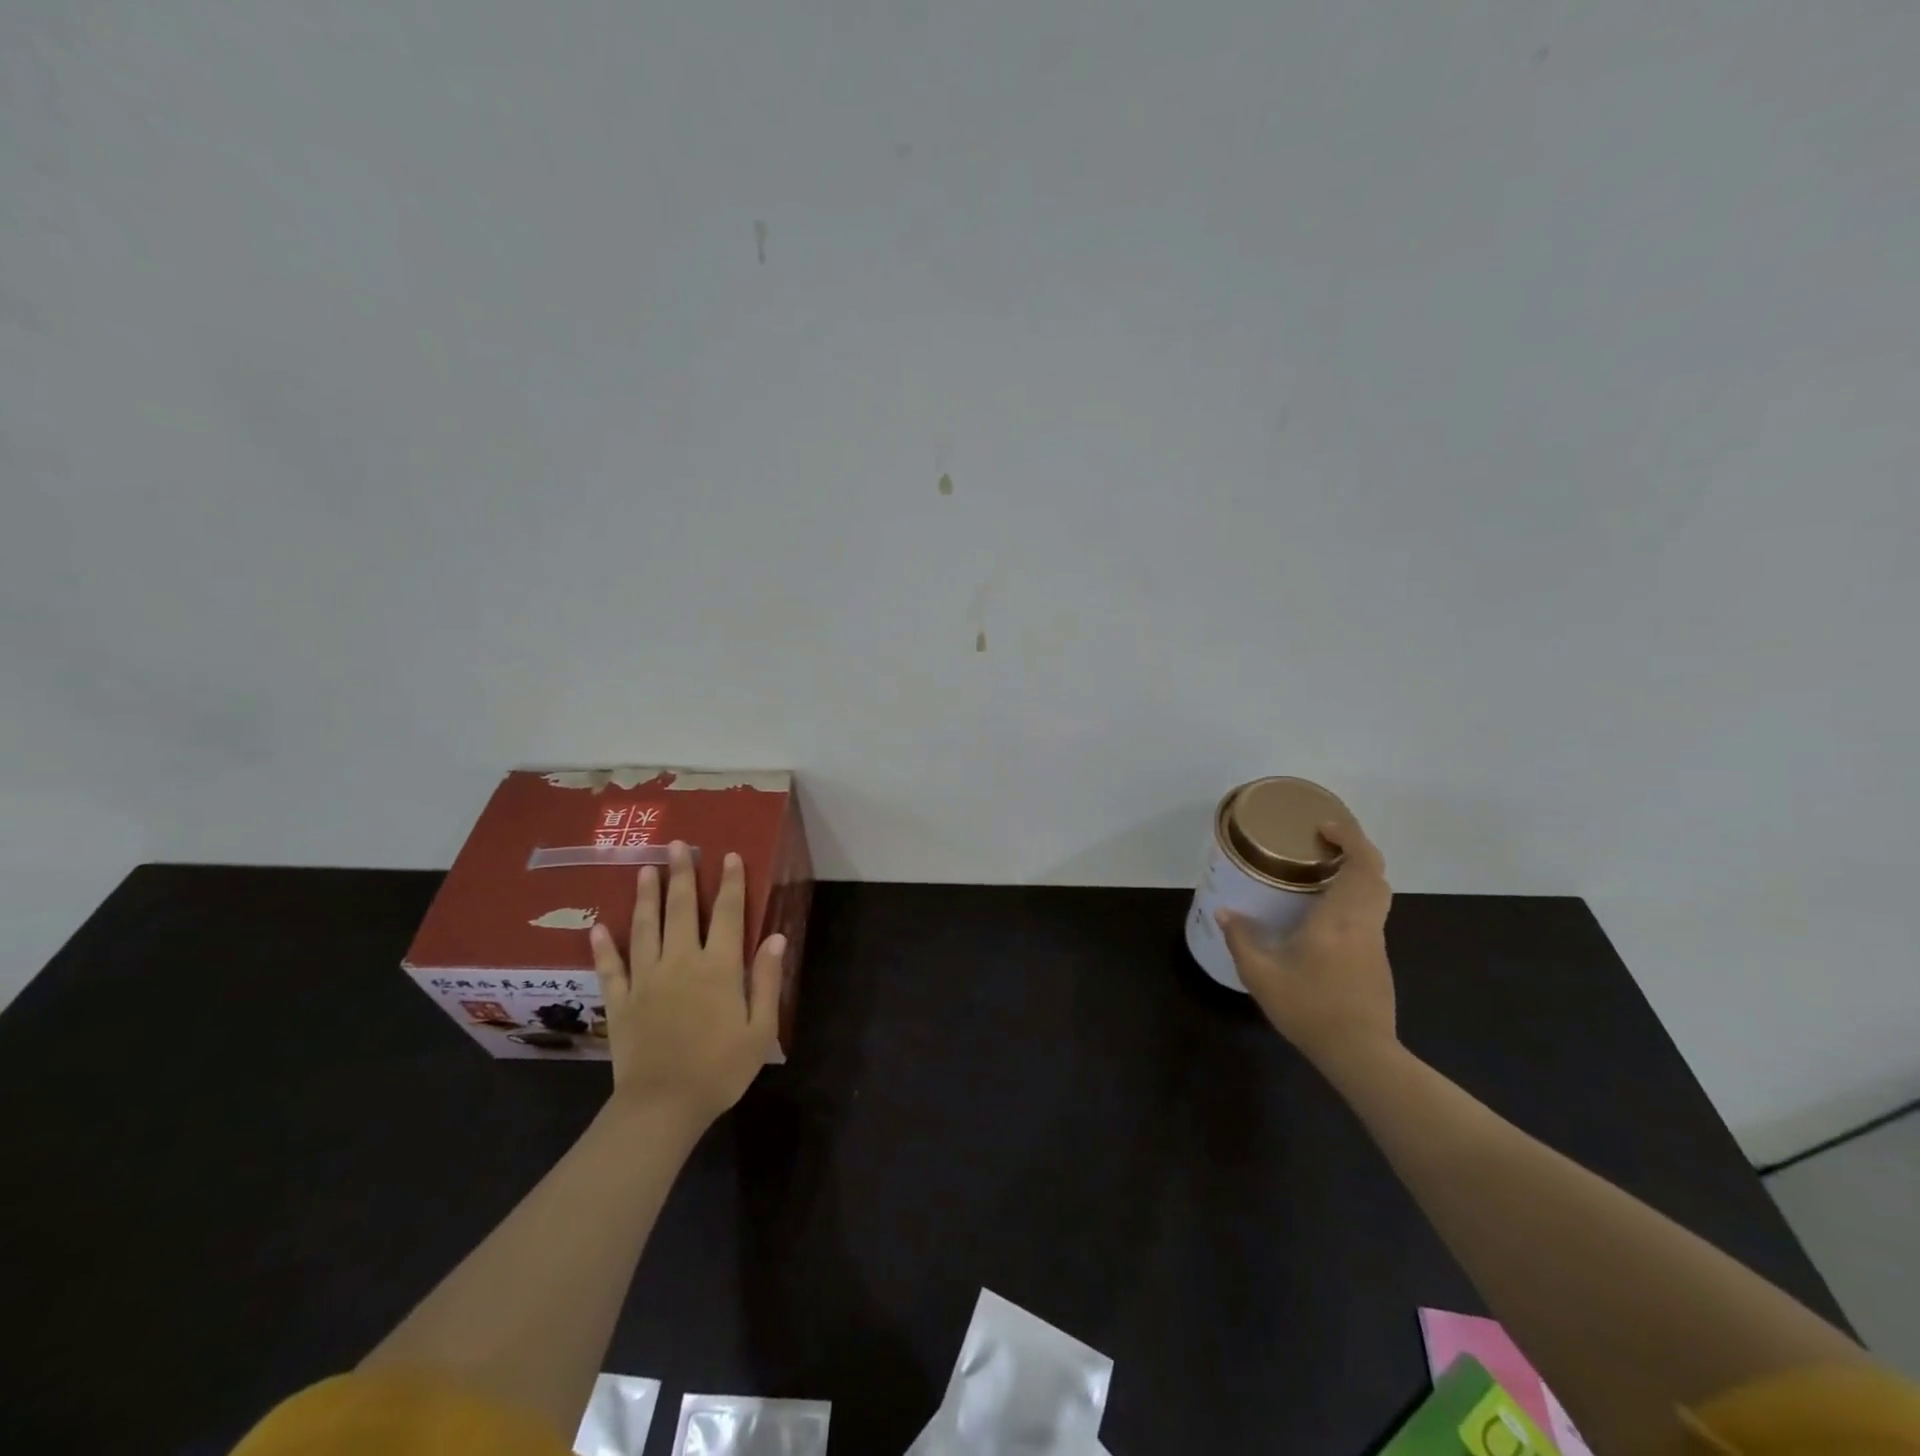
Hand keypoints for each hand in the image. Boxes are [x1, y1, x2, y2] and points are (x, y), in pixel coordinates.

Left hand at [588, 841, 785, 1126]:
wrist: (663, 1107)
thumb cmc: (720, 1069)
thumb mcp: (761, 1029)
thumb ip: (767, 980)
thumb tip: (775, 937)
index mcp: (719, 968)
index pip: (728, 914)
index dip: (731, 883)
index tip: (728, 856)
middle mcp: (681, 962)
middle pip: (682, 910)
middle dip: (682, 875)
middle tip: (677, 845)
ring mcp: (646, 980)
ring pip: (645, 928)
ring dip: (646, 896)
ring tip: (645, 868)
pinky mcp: (621, 1002)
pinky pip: (610, 967)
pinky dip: (602, 946)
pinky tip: (597, 926)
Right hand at [1218, 817, 1396, 1071]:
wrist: (1360, 1053)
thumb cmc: (1310, 1009)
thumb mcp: (1262, 976)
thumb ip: (1242, 940)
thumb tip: (1224, 912)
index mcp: (1339, 918)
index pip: (1362, 864)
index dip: (1350, 837)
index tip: (1325, 827)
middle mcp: (1363, 923)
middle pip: (1375, 873)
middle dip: (1354, 849)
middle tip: (1321, 843)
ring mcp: (1375, 942)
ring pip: (1377, 894)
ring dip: (1357, 873)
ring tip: (1321, 872)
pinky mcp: (1377, 960)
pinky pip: (1371, 913)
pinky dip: (1355, 897)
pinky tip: (1325, 913)